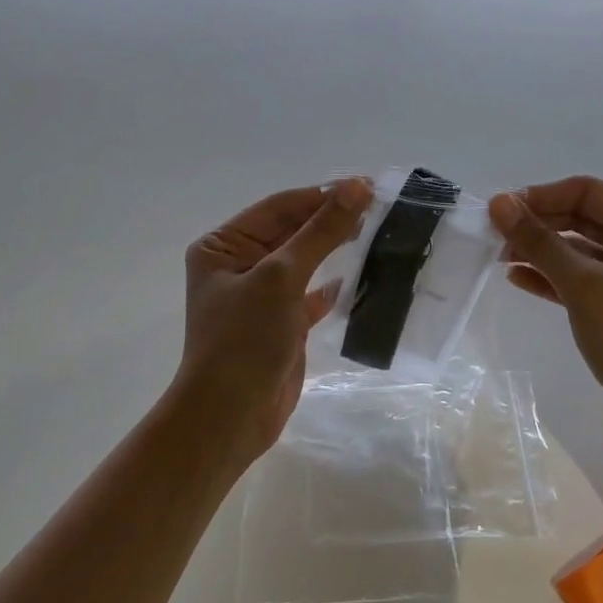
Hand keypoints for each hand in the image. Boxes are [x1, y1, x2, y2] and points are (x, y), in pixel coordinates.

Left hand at [172, 178, 374, 468]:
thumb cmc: (244, 340)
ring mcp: (259, 297)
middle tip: (380, 208)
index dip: (322, 195)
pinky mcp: (280, 324)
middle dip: (331, 221)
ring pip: (304, 262)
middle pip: (291, 232)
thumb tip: (357, 187)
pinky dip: (332, 287)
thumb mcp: (281, 278)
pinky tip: (358, 278)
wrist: (231, 416)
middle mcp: (238, 266)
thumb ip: (320, 232)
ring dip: (335, 249)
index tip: (368, 186)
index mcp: (223, 246)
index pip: (278, 208)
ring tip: (377, 233)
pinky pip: (310, 295)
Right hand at [489, 176, 602, 457]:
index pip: (589, 193)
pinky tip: (520, 279)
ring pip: (582, 253)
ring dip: (542, 253)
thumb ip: (540, 242)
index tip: (498, 211)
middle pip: (585, 220)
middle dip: (539, 225)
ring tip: (499, 258)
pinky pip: (586, 283)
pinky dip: (555, 279)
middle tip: (493, 237)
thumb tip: (499, 203)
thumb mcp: (585, 286)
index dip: (541, 197)